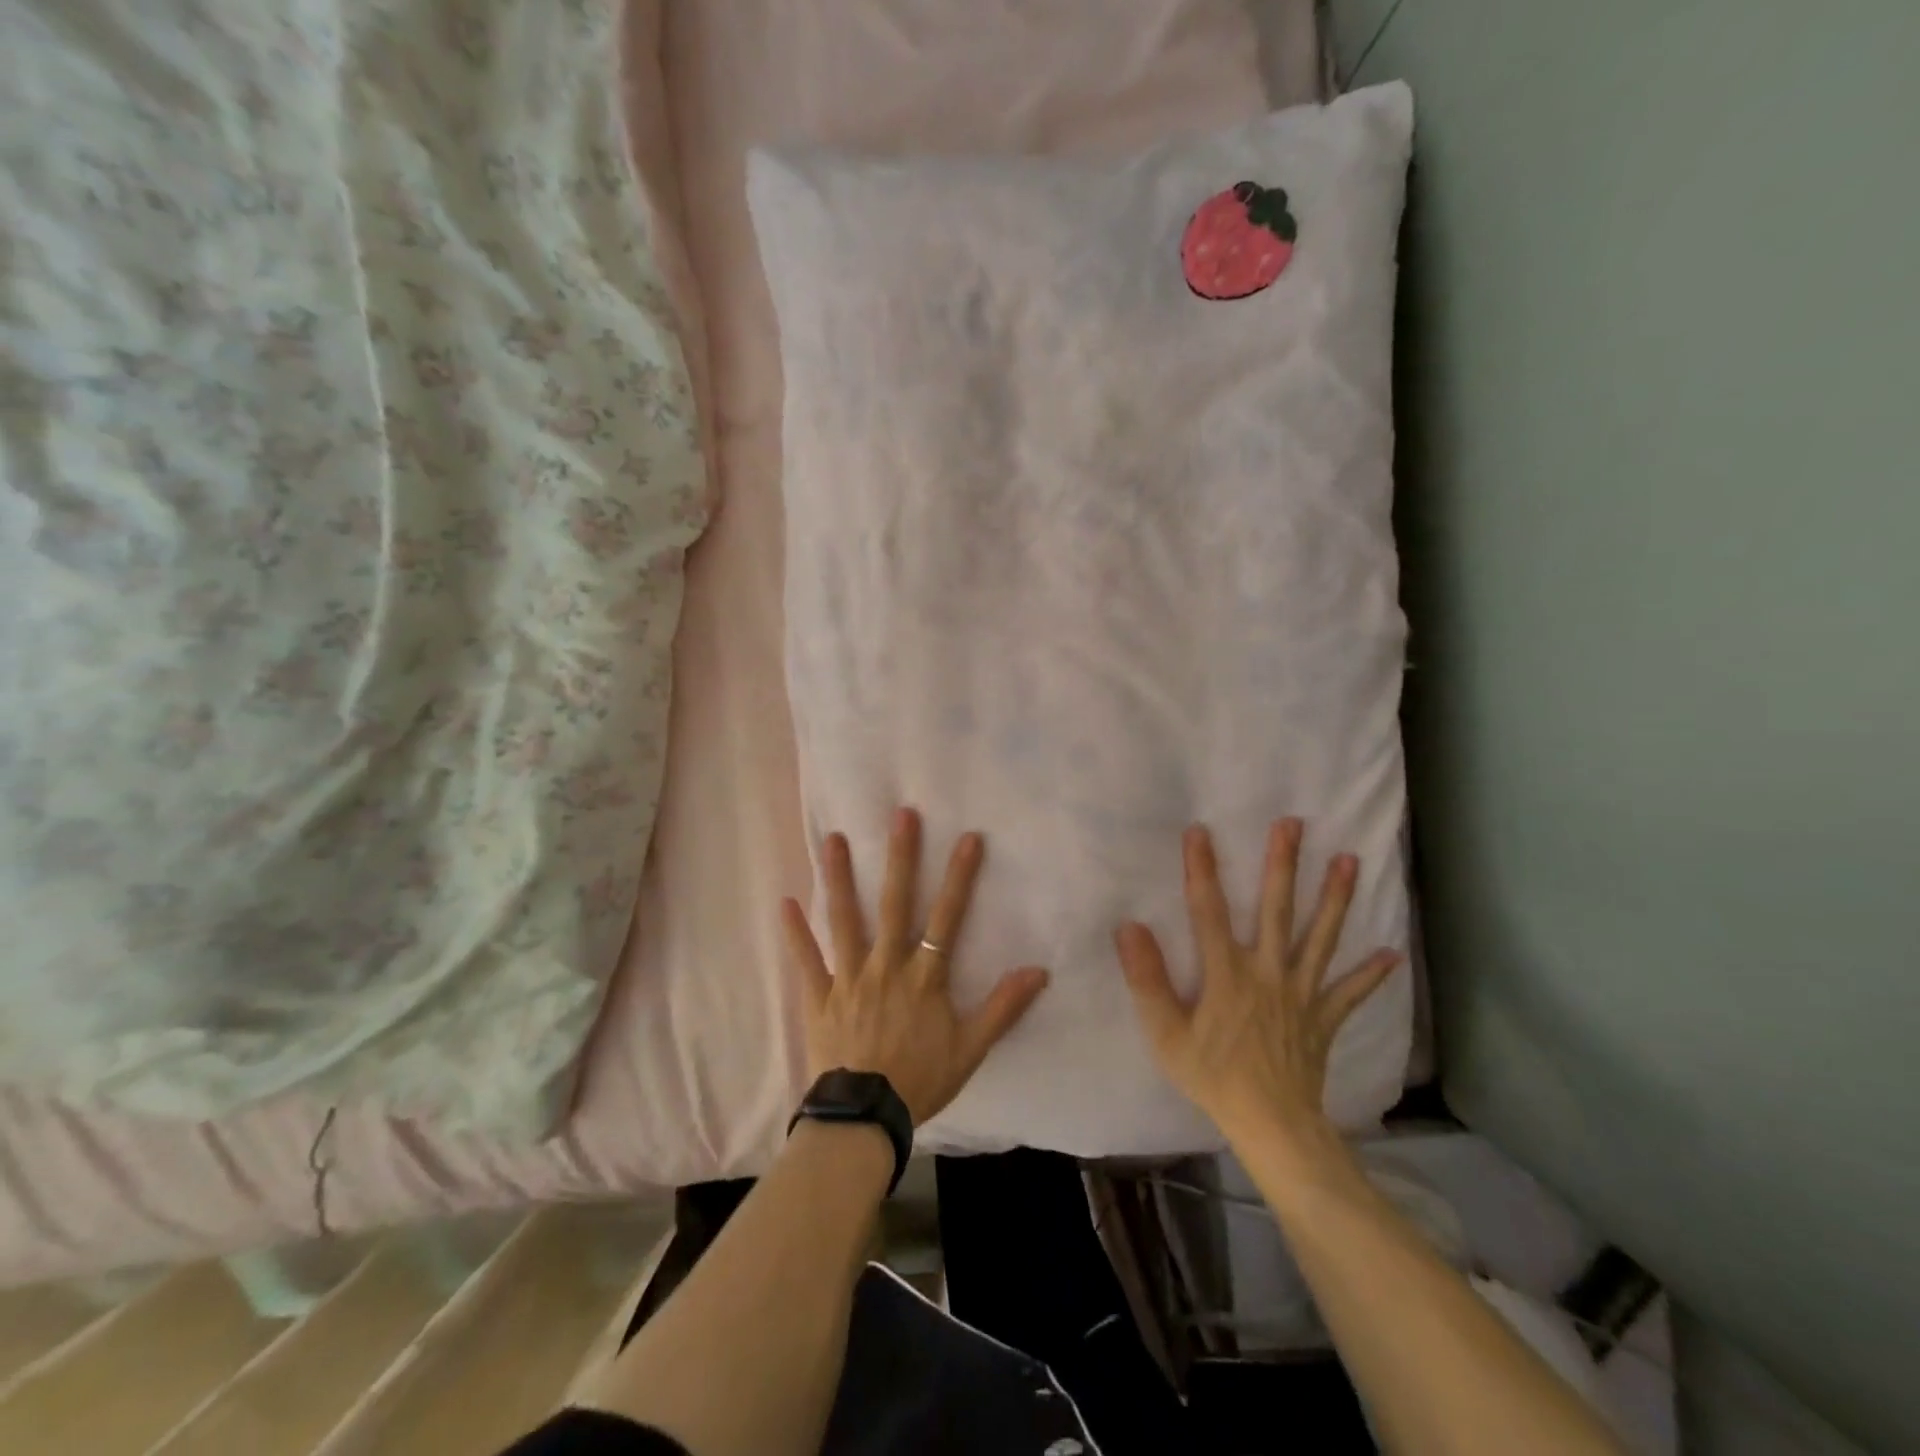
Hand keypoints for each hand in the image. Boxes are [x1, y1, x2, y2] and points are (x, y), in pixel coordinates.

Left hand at [782, 807, 1050, 1126]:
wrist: (864, 1118)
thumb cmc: (920, 1080)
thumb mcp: (970, 1049)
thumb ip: (1003, 1008)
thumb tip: (1039, 971)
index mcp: (923, 977)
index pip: (947, 918)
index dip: (960, 877)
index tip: (969, 837)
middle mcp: (886, 966)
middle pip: (895, 904)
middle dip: (901, 858)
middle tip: (901, 815)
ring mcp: (849, 978)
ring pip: (845, 920)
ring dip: (840, 879)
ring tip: (835, 840)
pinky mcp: (819, 996)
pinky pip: (806, 960)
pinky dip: (795, 933)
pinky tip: (785, 901)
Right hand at [1115, 819, 1400, 1145]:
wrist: (1273, 1127)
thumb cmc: (1214, 1078)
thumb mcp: (1166, 1034)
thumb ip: (1147, 980)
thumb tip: (1129, 927)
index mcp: (1226, 974)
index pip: (1208, 911)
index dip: (1202, 870)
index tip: (1200, 833)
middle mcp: (1268, 972)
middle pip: (1276, 910)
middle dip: (1283, 865)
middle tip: (1293, 824)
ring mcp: (1302, 994)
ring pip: (1320, 938)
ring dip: (1335, 899)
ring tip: (1349, 861)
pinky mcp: (1323, 1019)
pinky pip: (1349, 994)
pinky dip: (1370, 975)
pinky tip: (1391, 954)